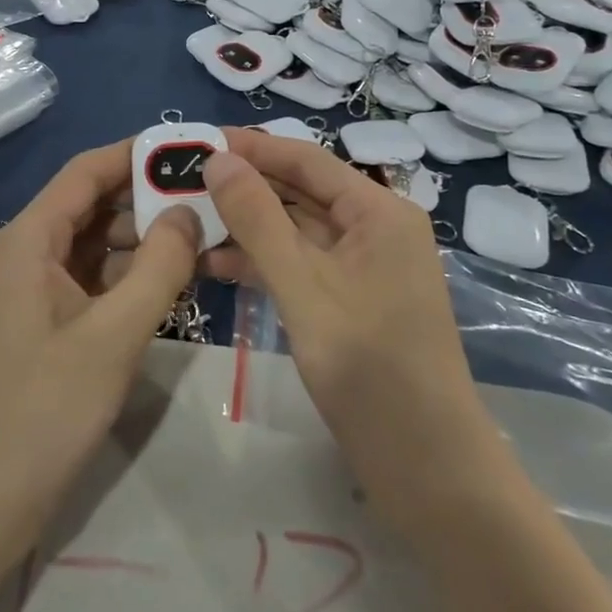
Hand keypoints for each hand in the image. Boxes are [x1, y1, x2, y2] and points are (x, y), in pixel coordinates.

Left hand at [0, 141, 199, 560]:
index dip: (136, 154)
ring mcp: (30, 289)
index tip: (189, 149)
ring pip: (93, 244)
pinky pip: (89, 280)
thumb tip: (189, 213)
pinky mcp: (41, 323)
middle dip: (146, 198)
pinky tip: (169, 283)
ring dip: (141, 239)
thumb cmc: (41, 412)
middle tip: (209, 198)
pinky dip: (126, 275)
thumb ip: (158, 268)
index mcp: (29, 239)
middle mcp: (25, 252)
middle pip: (91, 204)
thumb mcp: (113, 336)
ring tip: (201, 237)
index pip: (87, 171)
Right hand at [202, 132, 489, 518]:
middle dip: (244, 187)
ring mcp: (363, 266)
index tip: (197, 141)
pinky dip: (262, 261)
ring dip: (247, 226)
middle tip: (183, 182)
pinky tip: (214, 264)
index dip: (251, 148)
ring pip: (296, 229)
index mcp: (378, 211)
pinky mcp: (350, 300)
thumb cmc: (369, 368)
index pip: (306, 160)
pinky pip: (301, 263)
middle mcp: (374, 227)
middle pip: (300, 191)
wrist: (428, 469)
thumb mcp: (303, 286)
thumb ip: (258, 219)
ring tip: (188, 222)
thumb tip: (218, 159)